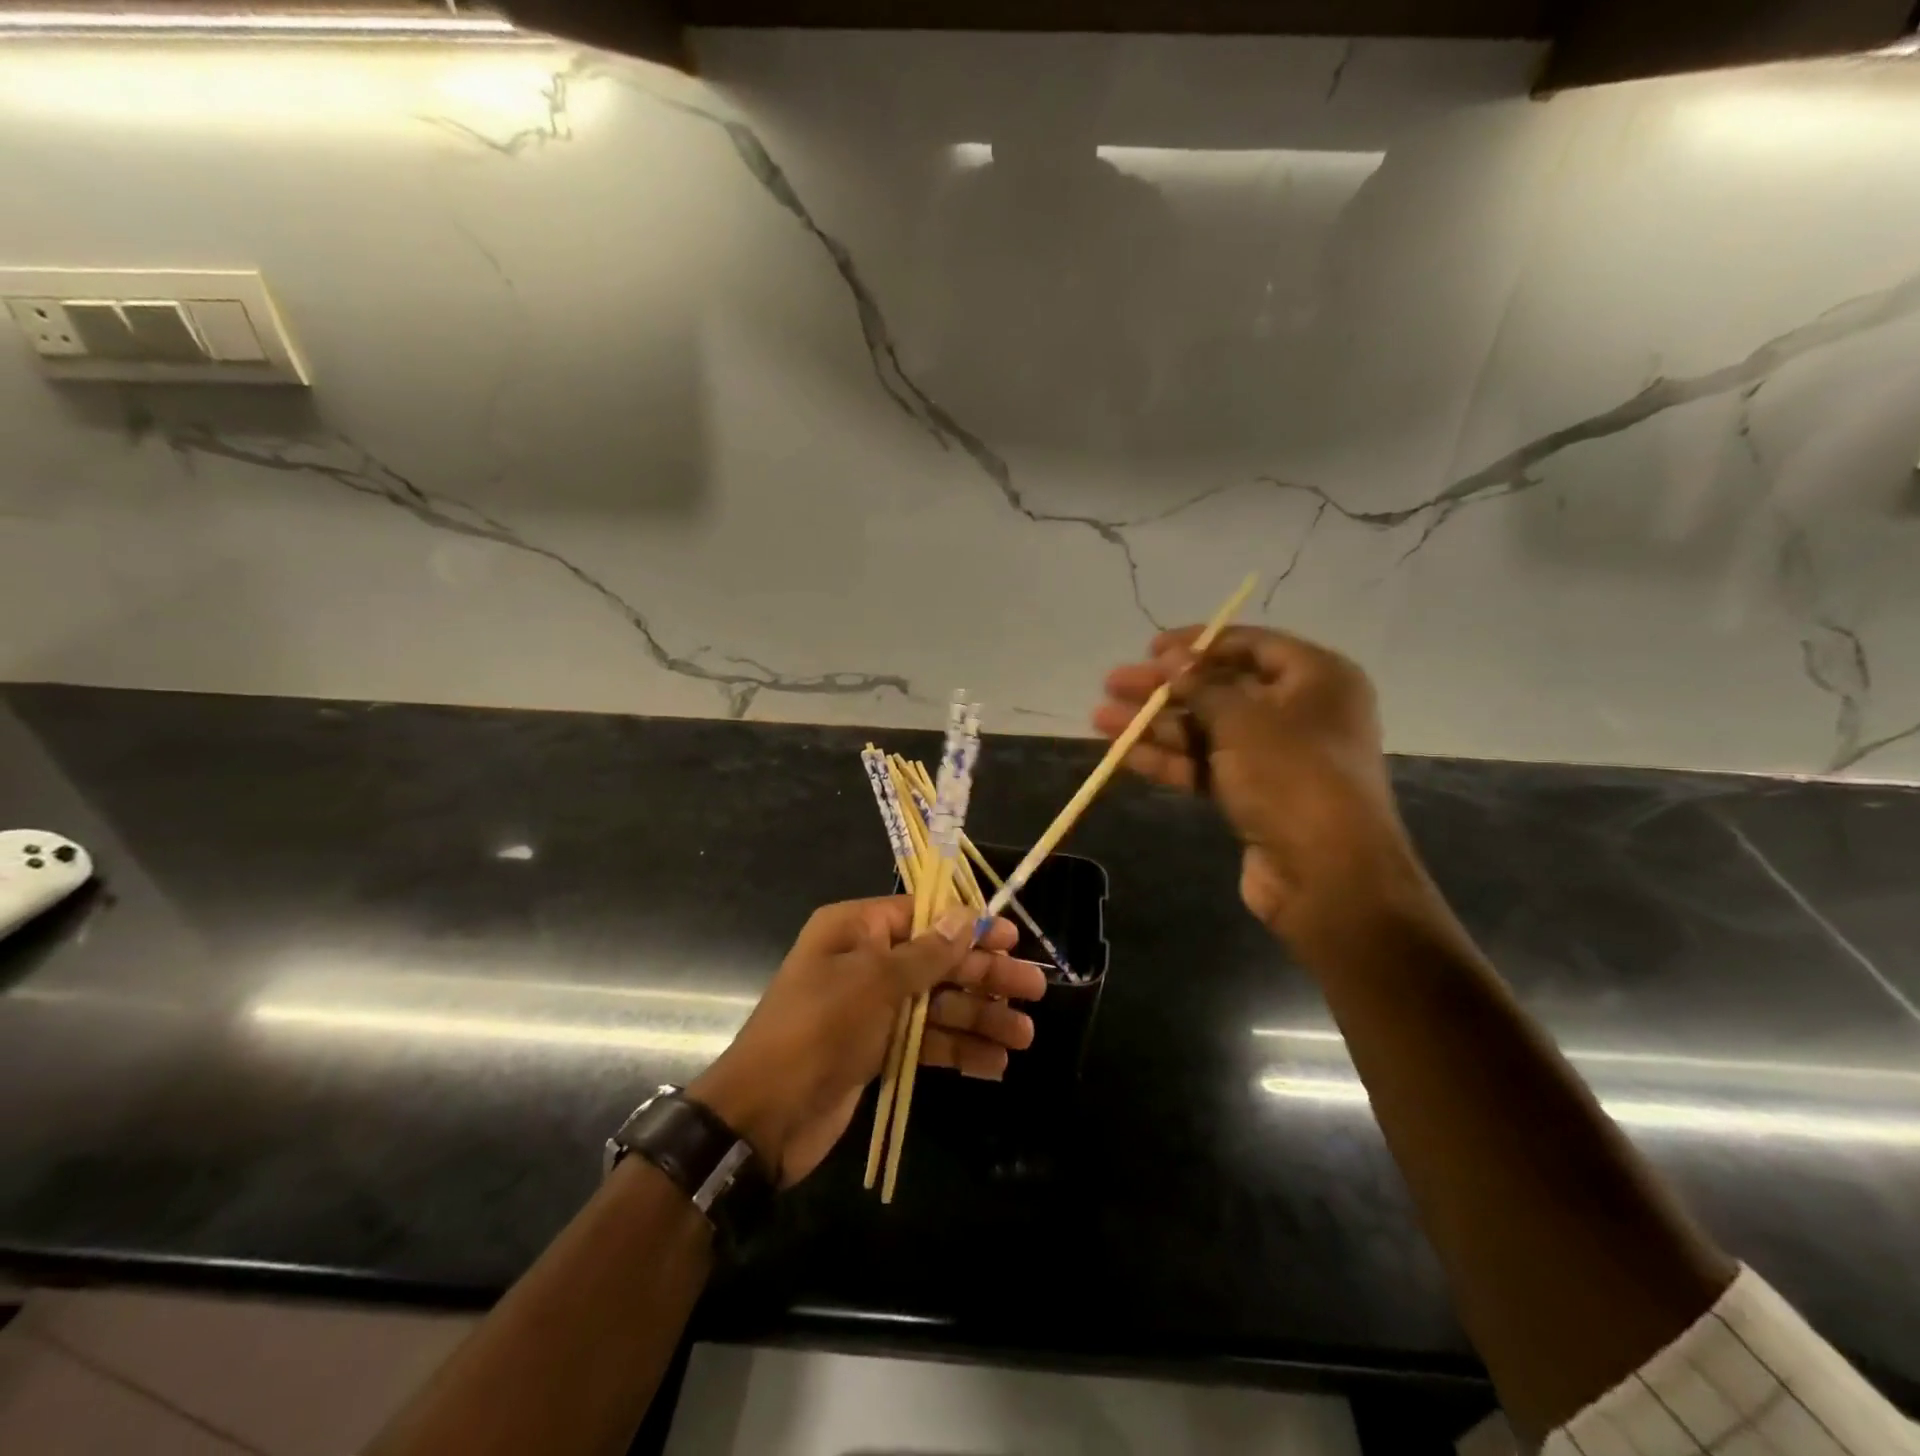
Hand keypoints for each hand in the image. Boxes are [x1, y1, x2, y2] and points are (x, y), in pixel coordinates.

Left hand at [690, 898, 1045, 1184]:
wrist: (764, 1116)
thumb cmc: (819, 1029)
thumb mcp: (875, 982)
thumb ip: (927, 953)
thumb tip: (966, 915)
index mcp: (856, 930)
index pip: (922, 914)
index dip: (968, 925)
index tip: (1011, 938)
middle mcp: (866, 962)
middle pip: (937, 961)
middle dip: (984, 976)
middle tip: (1035, 990)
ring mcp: (872, 1009)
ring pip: (937, 1005)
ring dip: (980, 1018)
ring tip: (1024, 1036)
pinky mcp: (877, 1051)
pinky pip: (926, 1042)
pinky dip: (958, 1051)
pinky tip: (995, 1064)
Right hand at [1094, 626, 1436, 962]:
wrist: (1327, 874)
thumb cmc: (1292, 775)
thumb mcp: (1244, 719)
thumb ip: (1202, 685)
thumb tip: (1172, 661)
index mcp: (1317, 678)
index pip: (1251, 645)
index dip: (1198, 644)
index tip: (1151, 649)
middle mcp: (1300, 712)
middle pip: (1220, 690)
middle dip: (1164, 689)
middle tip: (1114, 683)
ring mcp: (1275, 758)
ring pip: (1206, 731)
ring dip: (1155, 725)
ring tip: (1100, 718)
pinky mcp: (1255, 795)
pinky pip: (1206, 766)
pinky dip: (1169, 759)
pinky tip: (1123, 754)